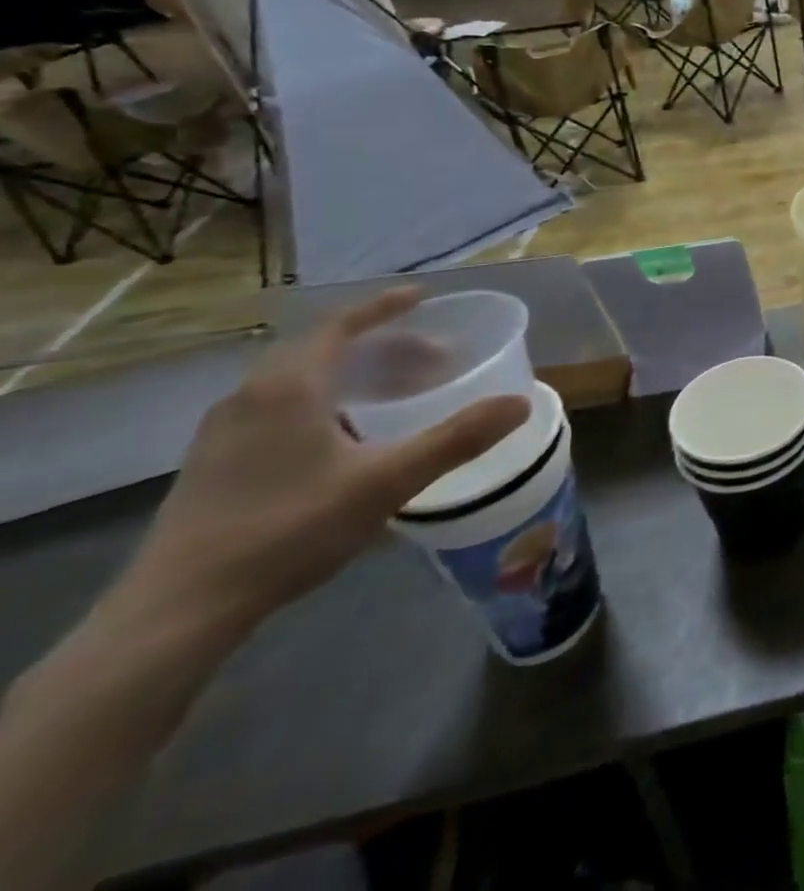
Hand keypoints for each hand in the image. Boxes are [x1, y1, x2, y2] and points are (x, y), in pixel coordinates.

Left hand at [121, 289, 528, 642]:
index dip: (384, 306)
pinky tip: (346, 436)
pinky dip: (324, 400)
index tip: (422, 296)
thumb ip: (456, 439)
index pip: (340, 325)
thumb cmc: (288, 529)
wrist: (178, 612)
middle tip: (431, 358)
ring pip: (298, 381)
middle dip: (381, 345)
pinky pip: (279, 408)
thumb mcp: (386, 482)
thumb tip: (519, 403)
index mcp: (288, 387)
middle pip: (322, 350)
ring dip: (352, 374)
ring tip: (397, 393)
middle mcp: (250, 397)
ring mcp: (223, 432)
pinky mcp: (213, 465)